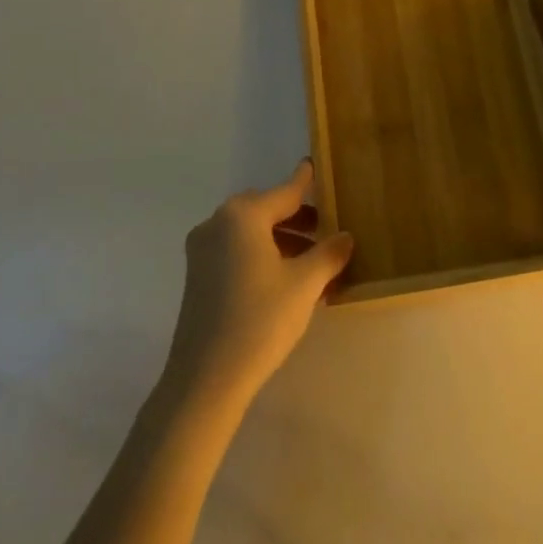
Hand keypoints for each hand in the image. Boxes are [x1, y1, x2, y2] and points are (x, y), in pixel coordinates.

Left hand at [162, 160, 353, 411]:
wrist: (205, 378)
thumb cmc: (260, 320)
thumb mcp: (305, 284)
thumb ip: (329, 253)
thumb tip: (345, 236)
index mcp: (243, 216)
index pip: (285, 192)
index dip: (305, 182)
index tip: (315, 165)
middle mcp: (218, 223)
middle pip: (266, 210)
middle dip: (297, 218)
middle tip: (326, 231)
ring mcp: (202, 250)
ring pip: (251, 233)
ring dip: (282, 240)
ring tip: (314, 263)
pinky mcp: (197, 276)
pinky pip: (237, 251)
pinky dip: (262, 255)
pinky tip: (287, 280)